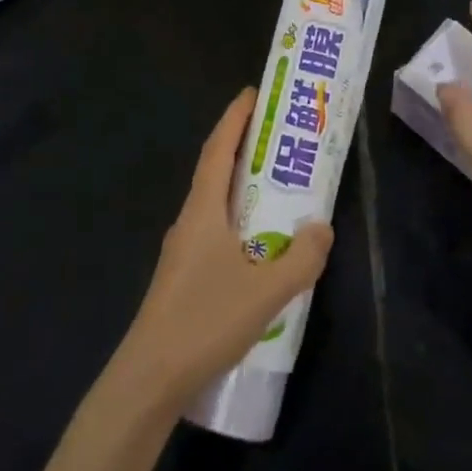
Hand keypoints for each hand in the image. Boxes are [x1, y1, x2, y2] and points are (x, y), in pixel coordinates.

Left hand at [115, 89, 334, 413]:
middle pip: (215, 170)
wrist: (150, 377)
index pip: (217, 149)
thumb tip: (321, 225)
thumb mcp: (267, 291)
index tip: (252, 93)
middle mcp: (189, 221)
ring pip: (215, 204)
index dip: (234, 118)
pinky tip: (259, 245)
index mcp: (203, 210)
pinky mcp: (183, 276)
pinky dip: (238, 220)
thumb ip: (301, 258)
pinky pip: (215, 231)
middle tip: (277, 136)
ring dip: (240, 186)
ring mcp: (182, 250)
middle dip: (242, 147)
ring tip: (275, 186)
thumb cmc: (206, 320)